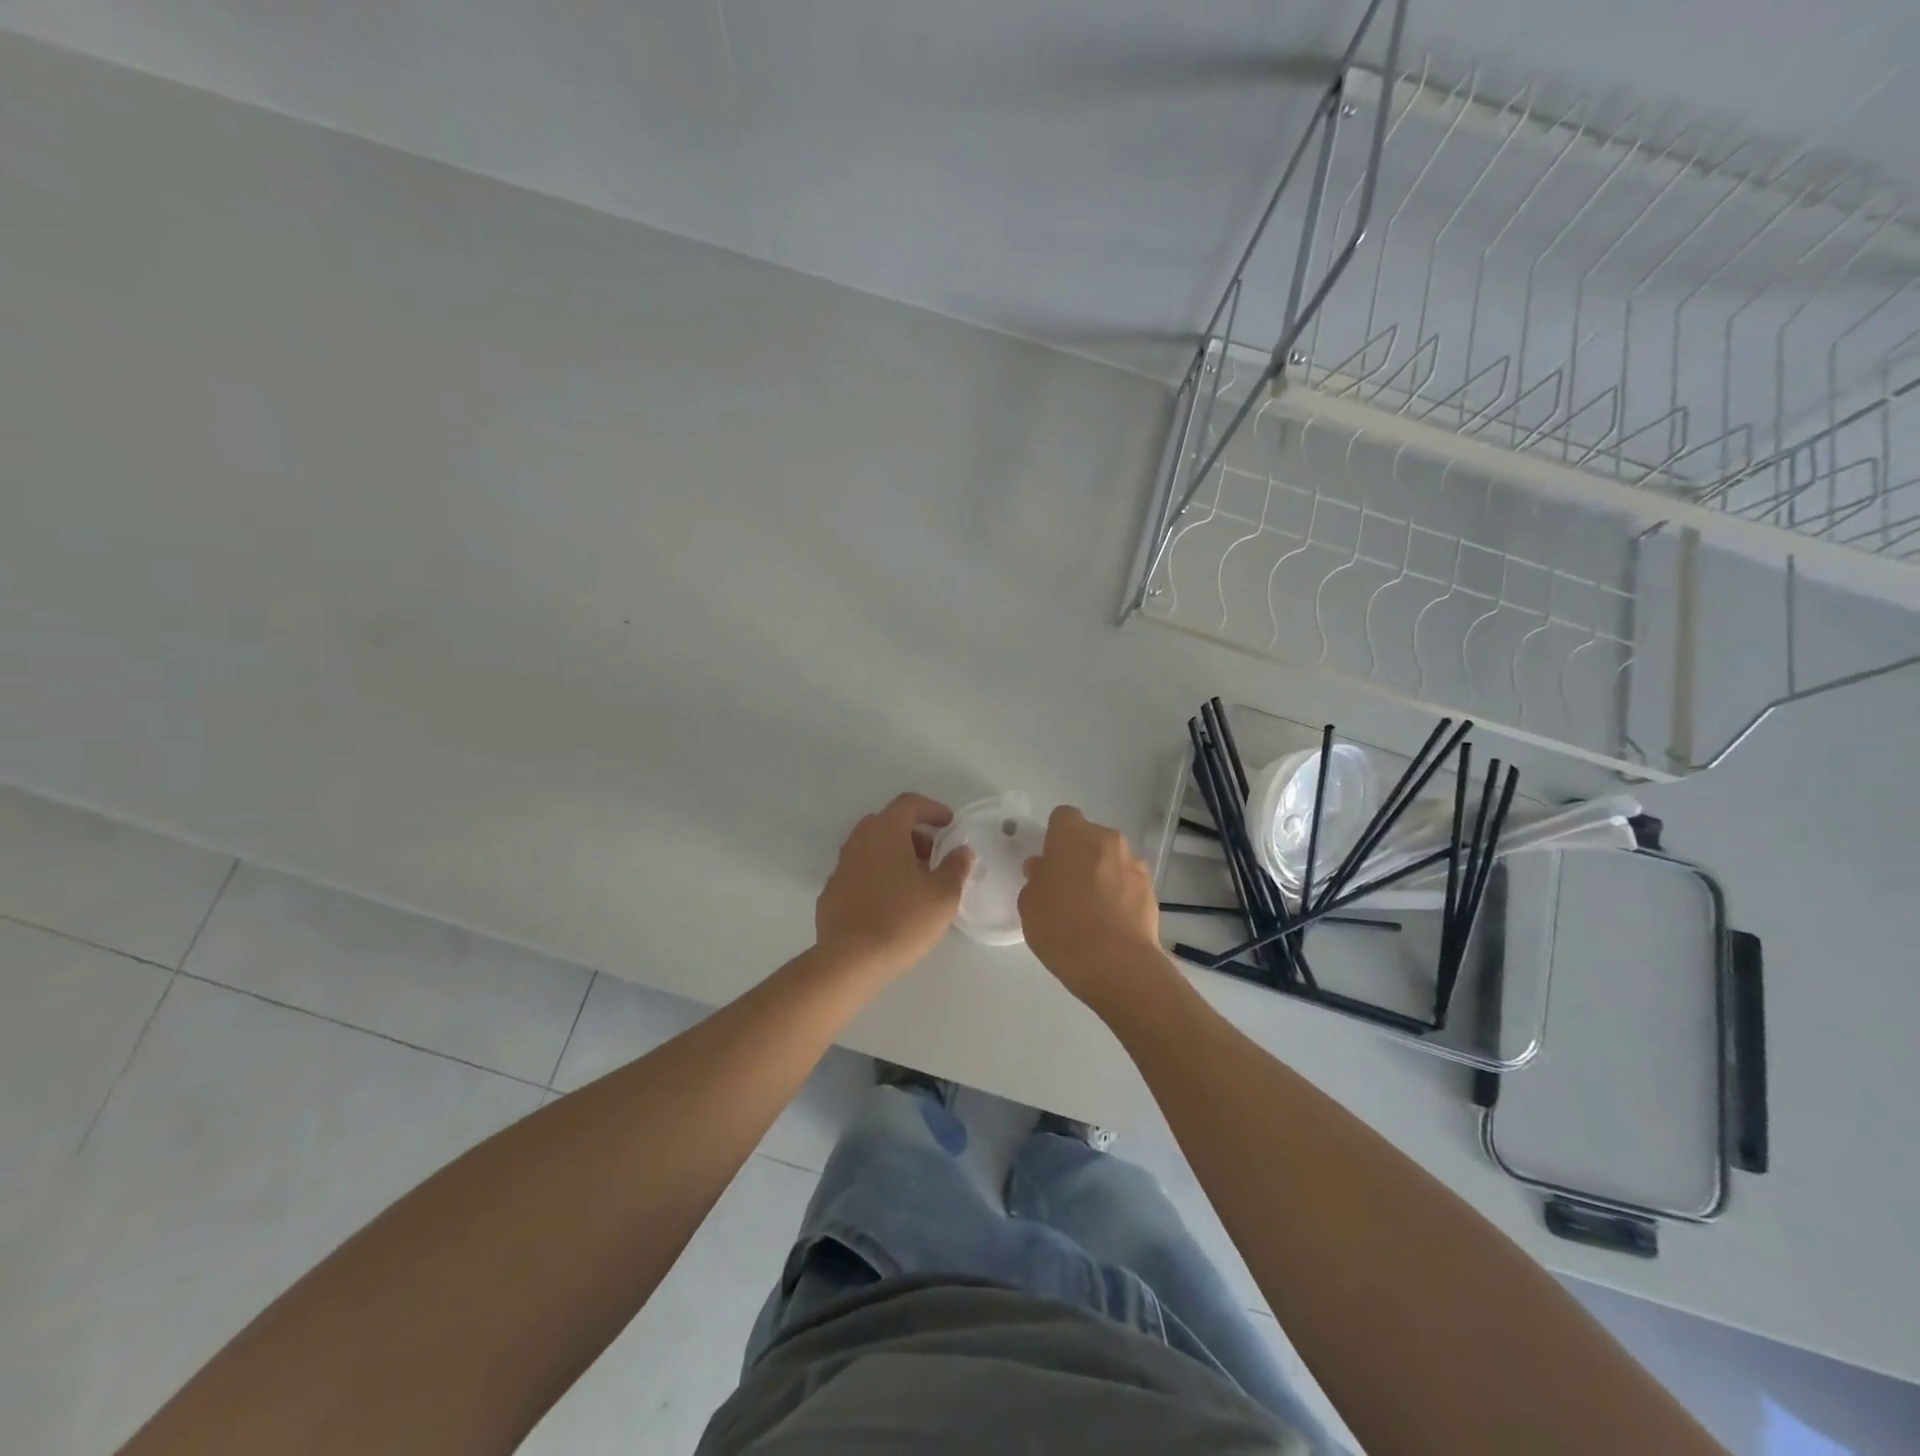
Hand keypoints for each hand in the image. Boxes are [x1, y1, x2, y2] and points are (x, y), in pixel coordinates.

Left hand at [815, 793, 973, 976]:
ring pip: (871, 849)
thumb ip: (956, 866)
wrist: (850, 961)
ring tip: (916, 883)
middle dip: (914, 835)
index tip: (949, 824)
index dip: (932, 809)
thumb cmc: (902, 919)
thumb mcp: (943, 894)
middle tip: (934, 857)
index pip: (909, 803)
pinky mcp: (830, 893)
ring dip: (895, 857)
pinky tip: (890, 904)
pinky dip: (877, 878)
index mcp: (885, 831)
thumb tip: (961, 851)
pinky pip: (859, 874)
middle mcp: (858, 841)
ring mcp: (840, 867)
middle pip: (888, 824)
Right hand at [1019, 806, 1166, 1008]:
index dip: (1055, 837)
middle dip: (1079, 855)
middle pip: (1090, 837)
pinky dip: (1120, 894)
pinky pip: (1128, 882)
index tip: (1049, 862)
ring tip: (1091, 909)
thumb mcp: (1030, 905)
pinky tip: (1110, 922)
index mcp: (1072, 835)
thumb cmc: (1062, 928)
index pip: (1062, 817)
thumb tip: (1045, 869)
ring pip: (1111, 859)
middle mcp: (1106, 840)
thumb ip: (1036, 879)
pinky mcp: (1151, 889)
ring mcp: (1133, 863)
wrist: (1116, 964)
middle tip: (1067, 887)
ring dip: (1102, 874)